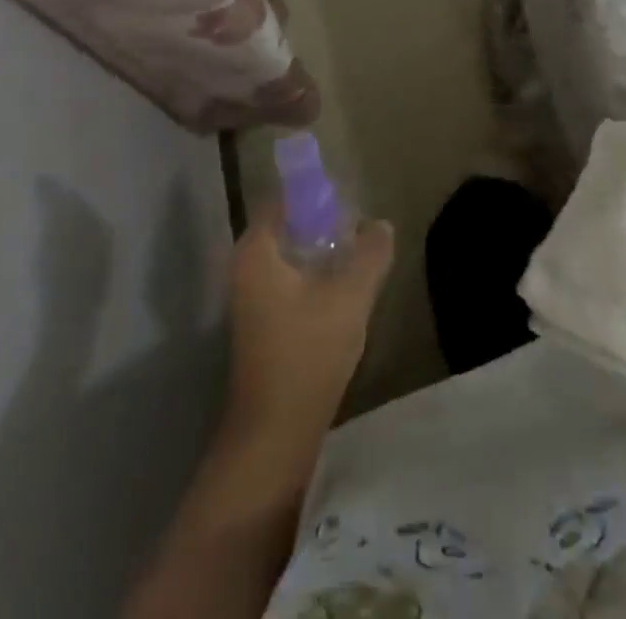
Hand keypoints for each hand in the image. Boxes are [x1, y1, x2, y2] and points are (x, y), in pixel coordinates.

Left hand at [226, 209, 393, 447]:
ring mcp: (249, 296)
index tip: (349, 197)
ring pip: (289, 255)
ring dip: (320, 251)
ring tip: (357, 254)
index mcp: (256, 250)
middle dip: (324, 222)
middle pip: (287, 225)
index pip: (284, 198)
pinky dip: (312, 275)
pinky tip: (342, 288)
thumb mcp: (350, 296)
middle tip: (359, 226)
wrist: (275, 433)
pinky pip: (288, 279)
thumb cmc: (307, 353)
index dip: (317, 192)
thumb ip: (370, 253)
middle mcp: (245, 266)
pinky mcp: (260, 321)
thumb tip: (380, 224)